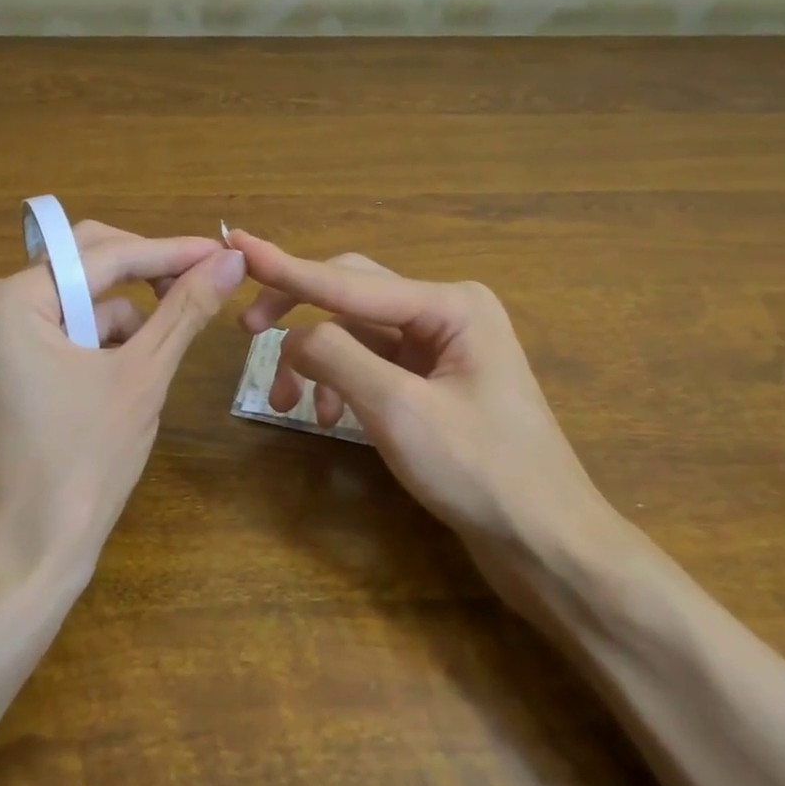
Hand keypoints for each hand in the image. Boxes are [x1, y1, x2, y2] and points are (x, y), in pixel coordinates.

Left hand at [0, 221, 246, 580]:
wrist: (31, 554)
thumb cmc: (84, 462)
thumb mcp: (143, 375)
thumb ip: (185, 308)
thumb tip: (231, 258)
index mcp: (11, 299)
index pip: (105, 255)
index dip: (171, 252)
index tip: (225, 251)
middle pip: (90, 264)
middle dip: (149, 275)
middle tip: (206, 282)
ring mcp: (0, 335)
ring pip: (86, 299)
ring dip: (130, 318)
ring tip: (157, 358)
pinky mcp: (13, 363)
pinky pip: (72, 329)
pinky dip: (109, 342)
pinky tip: (128, 377)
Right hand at [229, 230, 608, 548]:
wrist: (547, 543)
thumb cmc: (482, 473)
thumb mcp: (400, 411)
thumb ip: (338, 359)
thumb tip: (292, 336)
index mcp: (450, 305)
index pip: (349, 281)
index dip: (286, 268)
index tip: (237, 242)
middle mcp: (446, 313)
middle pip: (352, 296)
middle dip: (300, 315)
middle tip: (246, 333)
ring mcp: (441, 348)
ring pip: (358, 335)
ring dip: (318, 360)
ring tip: (289, 406)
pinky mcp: (434, 383)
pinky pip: (373, 365)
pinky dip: (342, 384)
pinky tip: (327, 418)